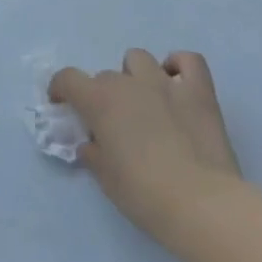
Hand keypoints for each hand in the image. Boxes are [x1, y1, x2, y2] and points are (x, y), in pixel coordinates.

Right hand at [51, 50, 241, 246]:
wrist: (200, 203)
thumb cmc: (143, 193)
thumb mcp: (105, 177)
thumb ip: (93, 152)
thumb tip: (92, 144)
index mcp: (100, 101)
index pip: (68, 78)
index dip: (61, 89)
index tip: (63, 105)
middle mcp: (129, 83)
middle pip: (105, 76)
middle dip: (103, 95)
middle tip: (113, 124)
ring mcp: (166, 83)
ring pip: (139, 59)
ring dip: (134, 76)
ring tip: (143, 101)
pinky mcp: (200, 91)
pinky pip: (188, 60)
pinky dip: (178, 66)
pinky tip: (177, 84)